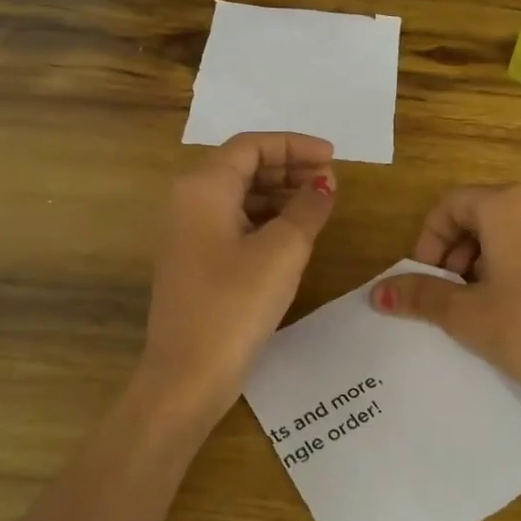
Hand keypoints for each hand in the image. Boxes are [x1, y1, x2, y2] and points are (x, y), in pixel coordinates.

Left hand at [135, 133, 337, 423]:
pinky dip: (265, 220)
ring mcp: (187, 234)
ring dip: (279, 194)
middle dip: (288, 168)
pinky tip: (293, 235)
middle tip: (330, 181)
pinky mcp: (194, 262)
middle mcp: (188, 202)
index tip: (333, 157)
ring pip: (238, 196)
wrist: (187, 375)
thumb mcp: (282, 251)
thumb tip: (324, 183)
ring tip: (318, 206)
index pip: (251, 146)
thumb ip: (307, 208)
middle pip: (242, 167)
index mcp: (203, 187)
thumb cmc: (235, 304)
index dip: (295, 146)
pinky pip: (233, 223)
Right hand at [370, 185, 520, 487]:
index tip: (427, 277)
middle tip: (452, 291)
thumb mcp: (464, 314)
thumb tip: (376, 293)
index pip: (453, 204)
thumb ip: (419, 295)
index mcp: (511, 206)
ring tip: (485, 300)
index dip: (430, 239)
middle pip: (487, 212)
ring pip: (519, 229)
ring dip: (490, 256)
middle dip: (459, 249)